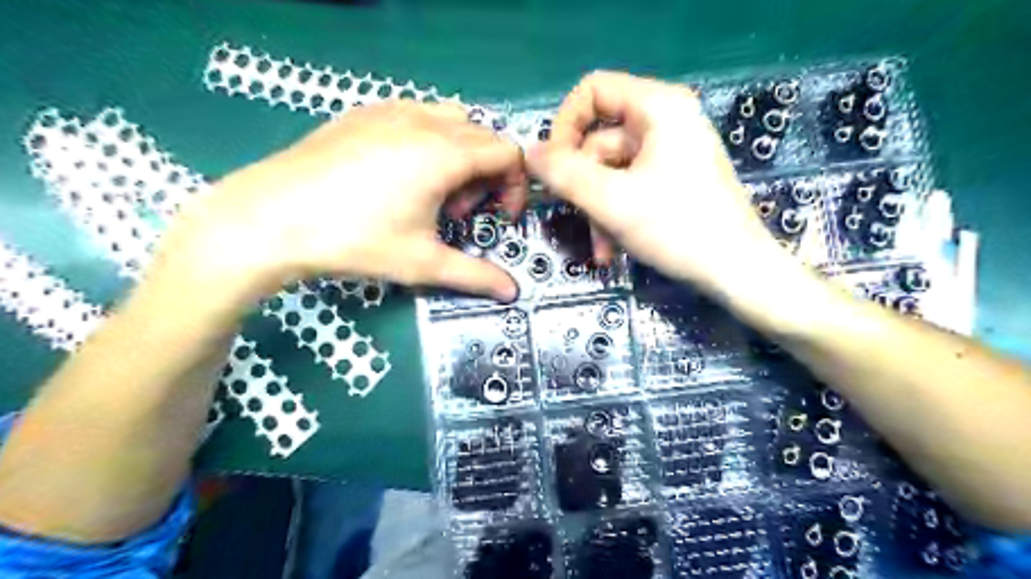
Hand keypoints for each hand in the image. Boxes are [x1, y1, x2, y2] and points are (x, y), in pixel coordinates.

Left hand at [168, 101, 530, 304]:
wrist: (269, 219)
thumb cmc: (354, 240)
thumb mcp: (422, 262)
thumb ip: (475, 274)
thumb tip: (512, 291)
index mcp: (445, 154)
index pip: (508, 154)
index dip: (514, 187)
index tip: (496, 218)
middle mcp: (424, 121)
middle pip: (484, 137)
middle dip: (486, 175)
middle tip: (458, 212)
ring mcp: (391, 110)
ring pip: (452, 121)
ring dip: (460, 155)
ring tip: (431, 191)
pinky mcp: (363, 112)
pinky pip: (417, 115)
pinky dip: (429, 140)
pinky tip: (400, 173)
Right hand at [528, 72, 785, 294]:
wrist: (737, 272)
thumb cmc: (678, 228)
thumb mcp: (611, 201)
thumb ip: (564, 174)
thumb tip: (528, 152)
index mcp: (658, 107)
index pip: (593, 91)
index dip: (564, 126)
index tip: (552, 167)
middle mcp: (666, 120)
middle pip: (599, 139)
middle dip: (583, 184)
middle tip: (575, 215)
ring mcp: (671, 151)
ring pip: (612, 170)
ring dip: (597, 209)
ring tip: (601, 247)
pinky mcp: (674, 178)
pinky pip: (629, 186)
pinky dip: (615, 214)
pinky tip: (612, 248)